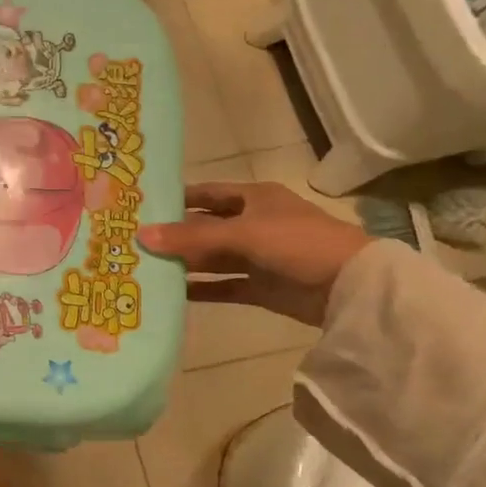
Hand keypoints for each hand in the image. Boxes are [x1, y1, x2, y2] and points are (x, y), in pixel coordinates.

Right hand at [137, 182, 372, 325]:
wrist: (352, 287)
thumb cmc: (297, 243)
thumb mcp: (242, 233)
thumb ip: (191, 237)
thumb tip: (141, 235)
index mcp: (254, 198)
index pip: (206, 194)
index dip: (176, 198)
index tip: (141, 206)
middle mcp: (253, 223)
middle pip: (205, 227)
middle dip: (174, 234)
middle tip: (133, 241)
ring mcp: (258, 257)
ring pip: (212, 258)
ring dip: (184, 262)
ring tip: (144, 267)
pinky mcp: (262, 287)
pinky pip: (224, 286)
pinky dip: (201, 289)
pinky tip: (172, 293)